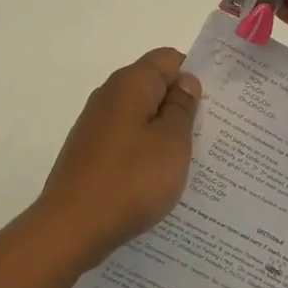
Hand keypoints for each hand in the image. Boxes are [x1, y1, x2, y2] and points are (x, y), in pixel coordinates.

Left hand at [34, 48, 201, 266]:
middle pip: (154, 86)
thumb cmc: (130, 181)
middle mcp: (109, 96)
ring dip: (164, 133)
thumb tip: (185, 82)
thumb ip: (182, 107)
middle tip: (212, 134)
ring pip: (140, 117)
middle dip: (182, 106)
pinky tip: (159, 179)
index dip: (194, 75)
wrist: (71, 228)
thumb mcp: (171, 143)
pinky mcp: (90, 153)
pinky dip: (145, 153)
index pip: (169, 59)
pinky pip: (127, 141)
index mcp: (130, 84)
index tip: (216, 104)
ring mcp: (96, 126)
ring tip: (192, 161)